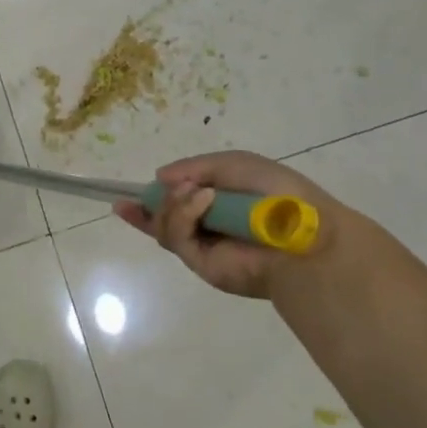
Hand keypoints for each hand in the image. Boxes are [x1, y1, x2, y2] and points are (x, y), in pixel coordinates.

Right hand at [113, 150, 354, 299]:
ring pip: (163, 225)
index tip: (124, 198)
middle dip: (148, 206)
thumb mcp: (232, 164)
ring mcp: (203, 247)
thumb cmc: (275, 192)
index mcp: (218, 203)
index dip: (151, 199)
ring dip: (173, 202)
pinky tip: (203, 200)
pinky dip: (183, 214)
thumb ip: (193, 167)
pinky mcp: (202, 264)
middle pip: (162, 218)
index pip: (177, 202)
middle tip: (139, 197)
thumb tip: (159, 177)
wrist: (302, 232)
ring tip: (197, 193)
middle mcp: (208, 227)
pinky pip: (176, 237)